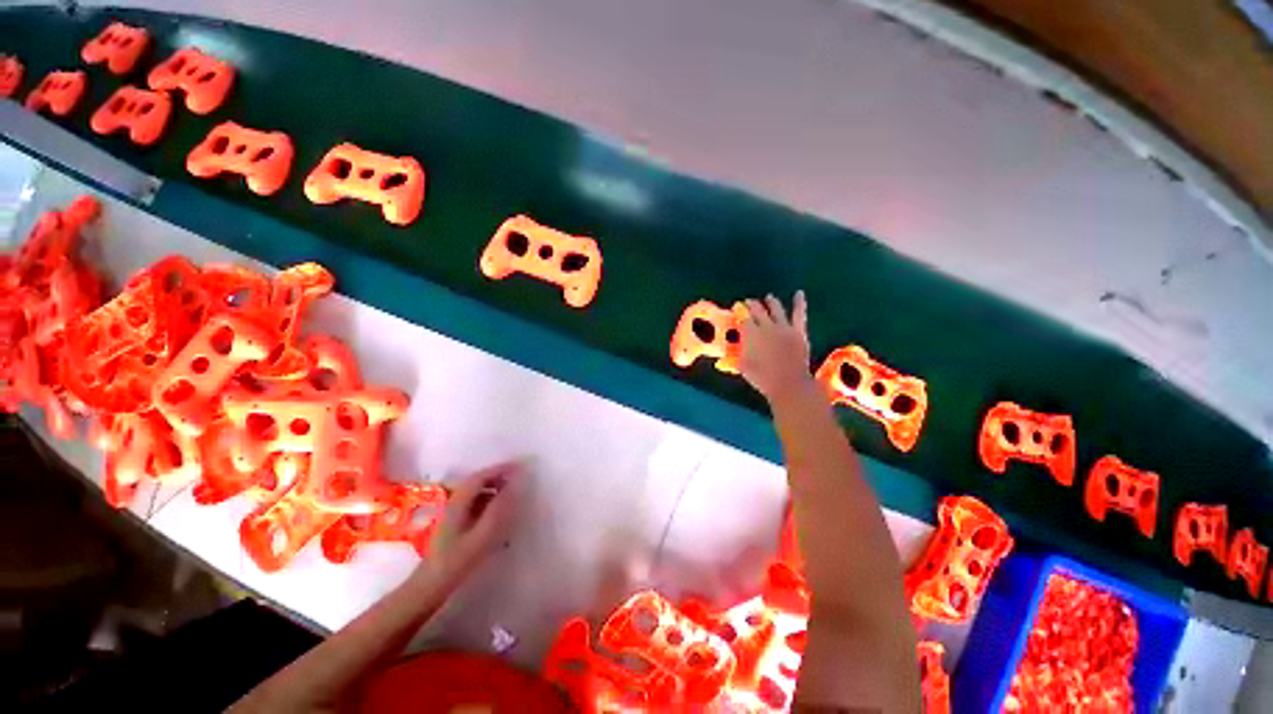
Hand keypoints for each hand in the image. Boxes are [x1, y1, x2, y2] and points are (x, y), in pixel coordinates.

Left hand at [416, 461, 521, 589]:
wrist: (431, 585)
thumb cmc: (457, 560)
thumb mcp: (482, 534)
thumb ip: (499, 508)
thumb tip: (514, 485)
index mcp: (459, 502)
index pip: (481, 476)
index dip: (500, 469)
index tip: (519, 466)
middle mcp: (455, 503)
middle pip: (477, 482)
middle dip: (498, 476)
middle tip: (519, 478)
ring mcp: (453, 513)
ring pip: (476, 492)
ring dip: (494, 488)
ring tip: (513, 493)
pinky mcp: (455, 524)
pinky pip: (475, 503)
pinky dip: (489, 500)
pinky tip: (499, 511)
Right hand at [739, 292, 812, 400]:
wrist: (788, 383)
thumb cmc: (762, 378)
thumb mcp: (743, 367)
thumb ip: (734, 358)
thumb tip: (724, 358)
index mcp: (750, 333)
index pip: (742, 318)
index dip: (738, 312)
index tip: (736, 310)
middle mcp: (766, 326)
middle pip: (757, 310)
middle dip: (751, 304)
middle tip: (748, 302)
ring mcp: (783, 327)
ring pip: (776, 308)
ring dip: (770, 302)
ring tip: (768, 298)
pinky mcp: (798, 331)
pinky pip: (799, 314)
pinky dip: (799, 303)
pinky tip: (799, 293)